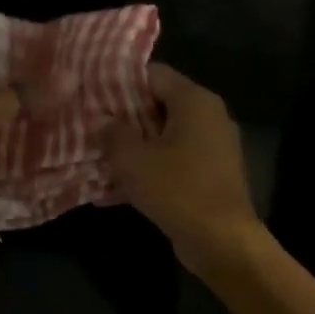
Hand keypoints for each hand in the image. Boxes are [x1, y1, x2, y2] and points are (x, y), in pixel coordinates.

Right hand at [102, 63, 260, 274]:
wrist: (221, 239)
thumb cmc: (176, 189)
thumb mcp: (132, 159)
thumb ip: (113, 133)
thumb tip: (103, 121)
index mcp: (195, 100)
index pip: (153, 74)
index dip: (121, 84)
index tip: (93, 98)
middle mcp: (210, 116)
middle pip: (160, 105)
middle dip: (125, 118)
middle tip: (93, 130)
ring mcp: (214, 147)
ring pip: (166, 136)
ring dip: (136, 147)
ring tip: (102, 158)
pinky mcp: (212, 174)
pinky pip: (175, 162)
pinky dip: (152, 168)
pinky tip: (121, 187)